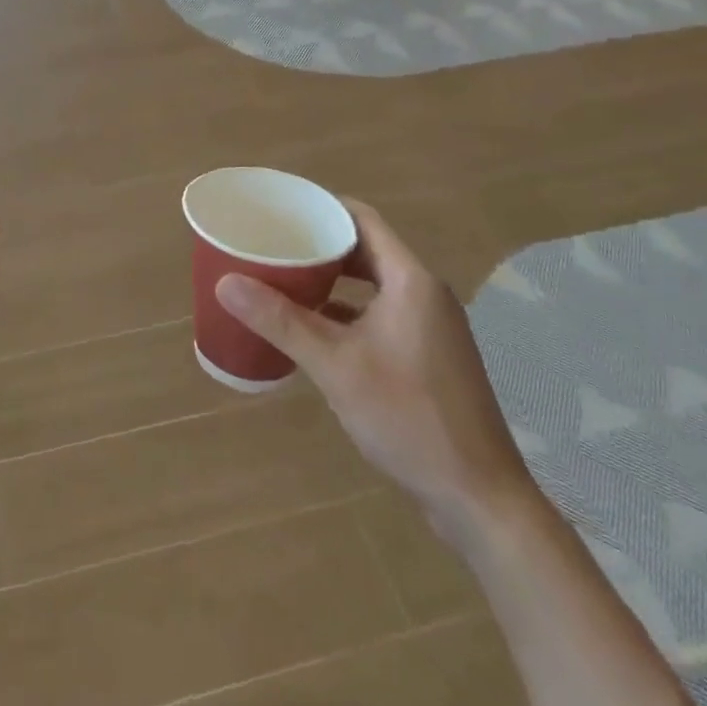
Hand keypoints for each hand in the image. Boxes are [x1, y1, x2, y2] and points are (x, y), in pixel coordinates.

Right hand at [215, 200, 534, 537]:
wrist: (479, 498)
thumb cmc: (408, 417)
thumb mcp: (335, 366)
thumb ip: (281, 321)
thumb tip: (227, 283)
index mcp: (411, 281)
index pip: (363, 219)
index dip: (321, 207)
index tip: (280, 208)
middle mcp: (425, 294)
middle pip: (366, 250)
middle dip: (320, 244)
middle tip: (273, 244)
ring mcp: (430, 327)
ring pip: (372, 284)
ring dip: (332, 279)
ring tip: (284, 279)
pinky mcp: (429, 357)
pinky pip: (380, 314)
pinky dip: (347, 311)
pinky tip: (313, 329)